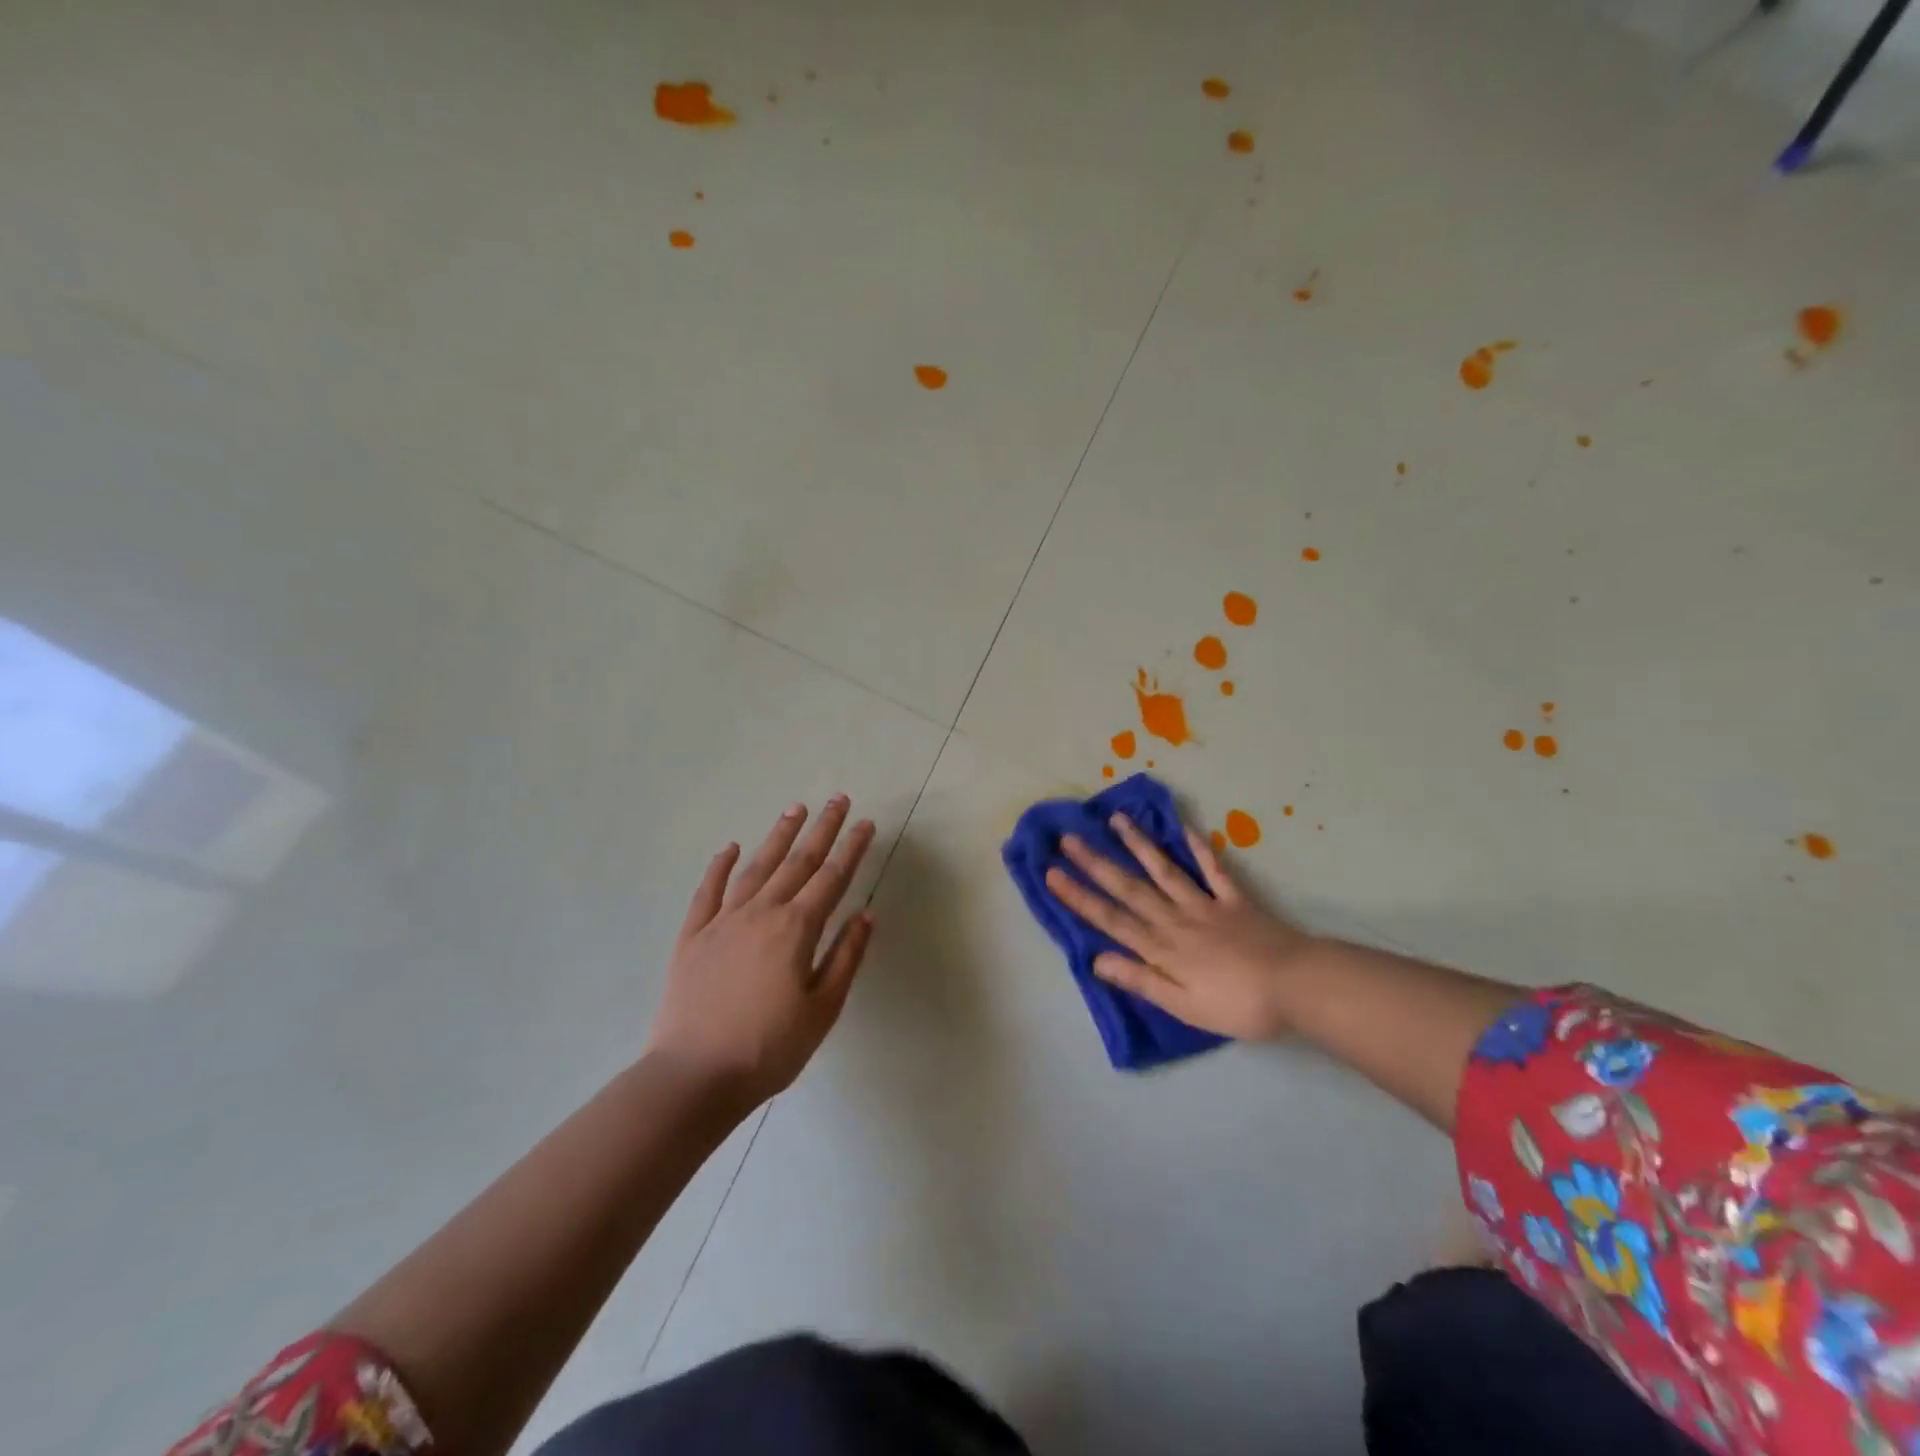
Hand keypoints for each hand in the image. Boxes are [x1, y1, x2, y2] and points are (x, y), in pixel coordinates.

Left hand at [646, 795, 876, 1106]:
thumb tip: (866, 914)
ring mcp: (723, 922)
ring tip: (794, 809)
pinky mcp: (692, 937)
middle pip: (797, 862)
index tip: (865, 823)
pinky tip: (731, 848)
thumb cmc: (769, 1048)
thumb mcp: (823, 1009)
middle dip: (821, 829)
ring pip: (756, 868)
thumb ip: (845, 957)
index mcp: (796, 929)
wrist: (694, 1077)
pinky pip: (708, 892)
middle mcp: (761, 913)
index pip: (832, 878)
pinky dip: (720, 867)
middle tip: (837, 799)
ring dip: (777, 836)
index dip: (851, 849)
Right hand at [1044, 814, 1315, 1039]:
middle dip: (1096, 863)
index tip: (1052, 873)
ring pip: (1164, 870)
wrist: (1298, 986)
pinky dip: (1199, 848)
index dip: (1079, 897)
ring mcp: (1206, 904)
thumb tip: (1097, 959)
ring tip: (1115, 819)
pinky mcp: (1235, 899)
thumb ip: (1142, 980)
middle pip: (1129, 888)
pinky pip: (1213, 869)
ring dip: (1138, 844)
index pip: (1111, 919)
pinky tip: (1184, 827)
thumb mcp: (1184, 1006)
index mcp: (1162, 948)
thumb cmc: (1239, 1005)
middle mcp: (1176, 919)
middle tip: (1069, 838)